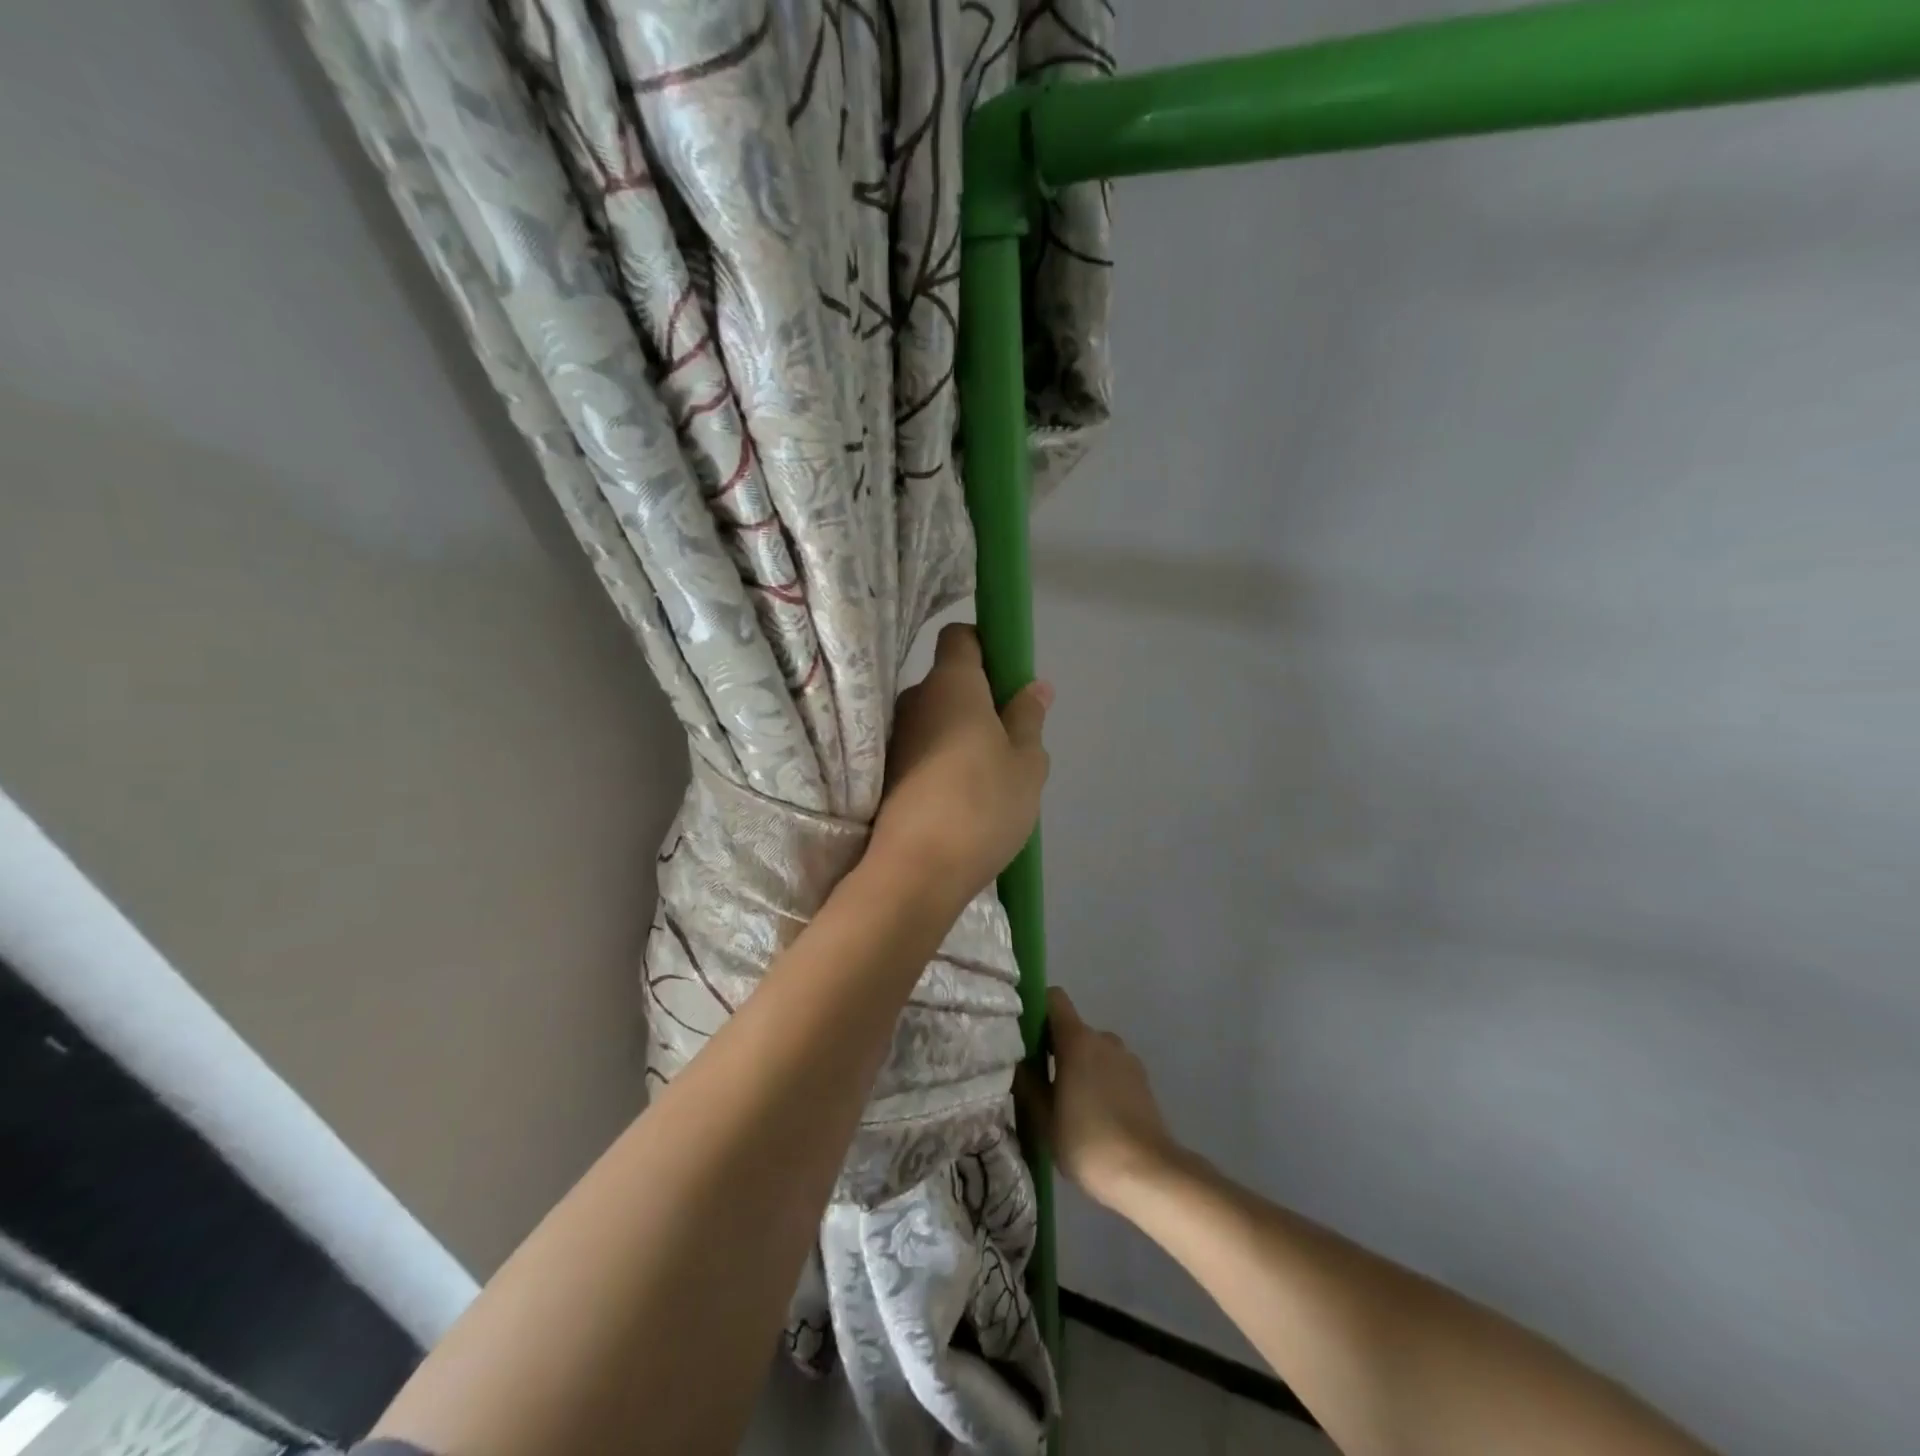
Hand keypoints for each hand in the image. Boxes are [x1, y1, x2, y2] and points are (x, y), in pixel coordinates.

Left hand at [869, 623, 1051, 911]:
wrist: (915, 871)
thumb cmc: (982, 806)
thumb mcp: (1026, 764)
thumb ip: (1029, 719)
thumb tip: (1034, 686)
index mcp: (951, 684)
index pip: (960, 637)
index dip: (985, 646)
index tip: (1007, 677)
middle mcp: (914, 700)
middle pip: (948, 682)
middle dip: (979, 700)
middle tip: (1009, 740)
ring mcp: (894, 737)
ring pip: (935, 720)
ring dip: (959, 735)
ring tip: (987, 777)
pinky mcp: (883, 772)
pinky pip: (920, 751)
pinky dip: (940, 761)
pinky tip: (959, 798)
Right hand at [1030, 988, 1181, 1211]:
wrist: (1148, 1174)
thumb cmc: (1087, 1142)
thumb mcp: (1043, 1118)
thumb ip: (1027, 1083)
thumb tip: (1018, 1061)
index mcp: (1077, 1039)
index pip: (1054, 999)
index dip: (1036, 1009)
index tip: (1023, 1035)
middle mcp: (1104, 1039)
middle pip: (1072, 1029)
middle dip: (1054, 1048)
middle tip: (1039, 1082)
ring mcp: (1127, 1058)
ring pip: (1092, 1051)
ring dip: (1078, 1067)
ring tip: (1067, 1105)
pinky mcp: (1142, 1080)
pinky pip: (1111, 1069)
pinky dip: (1099, 1081)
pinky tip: (1093, 1116)